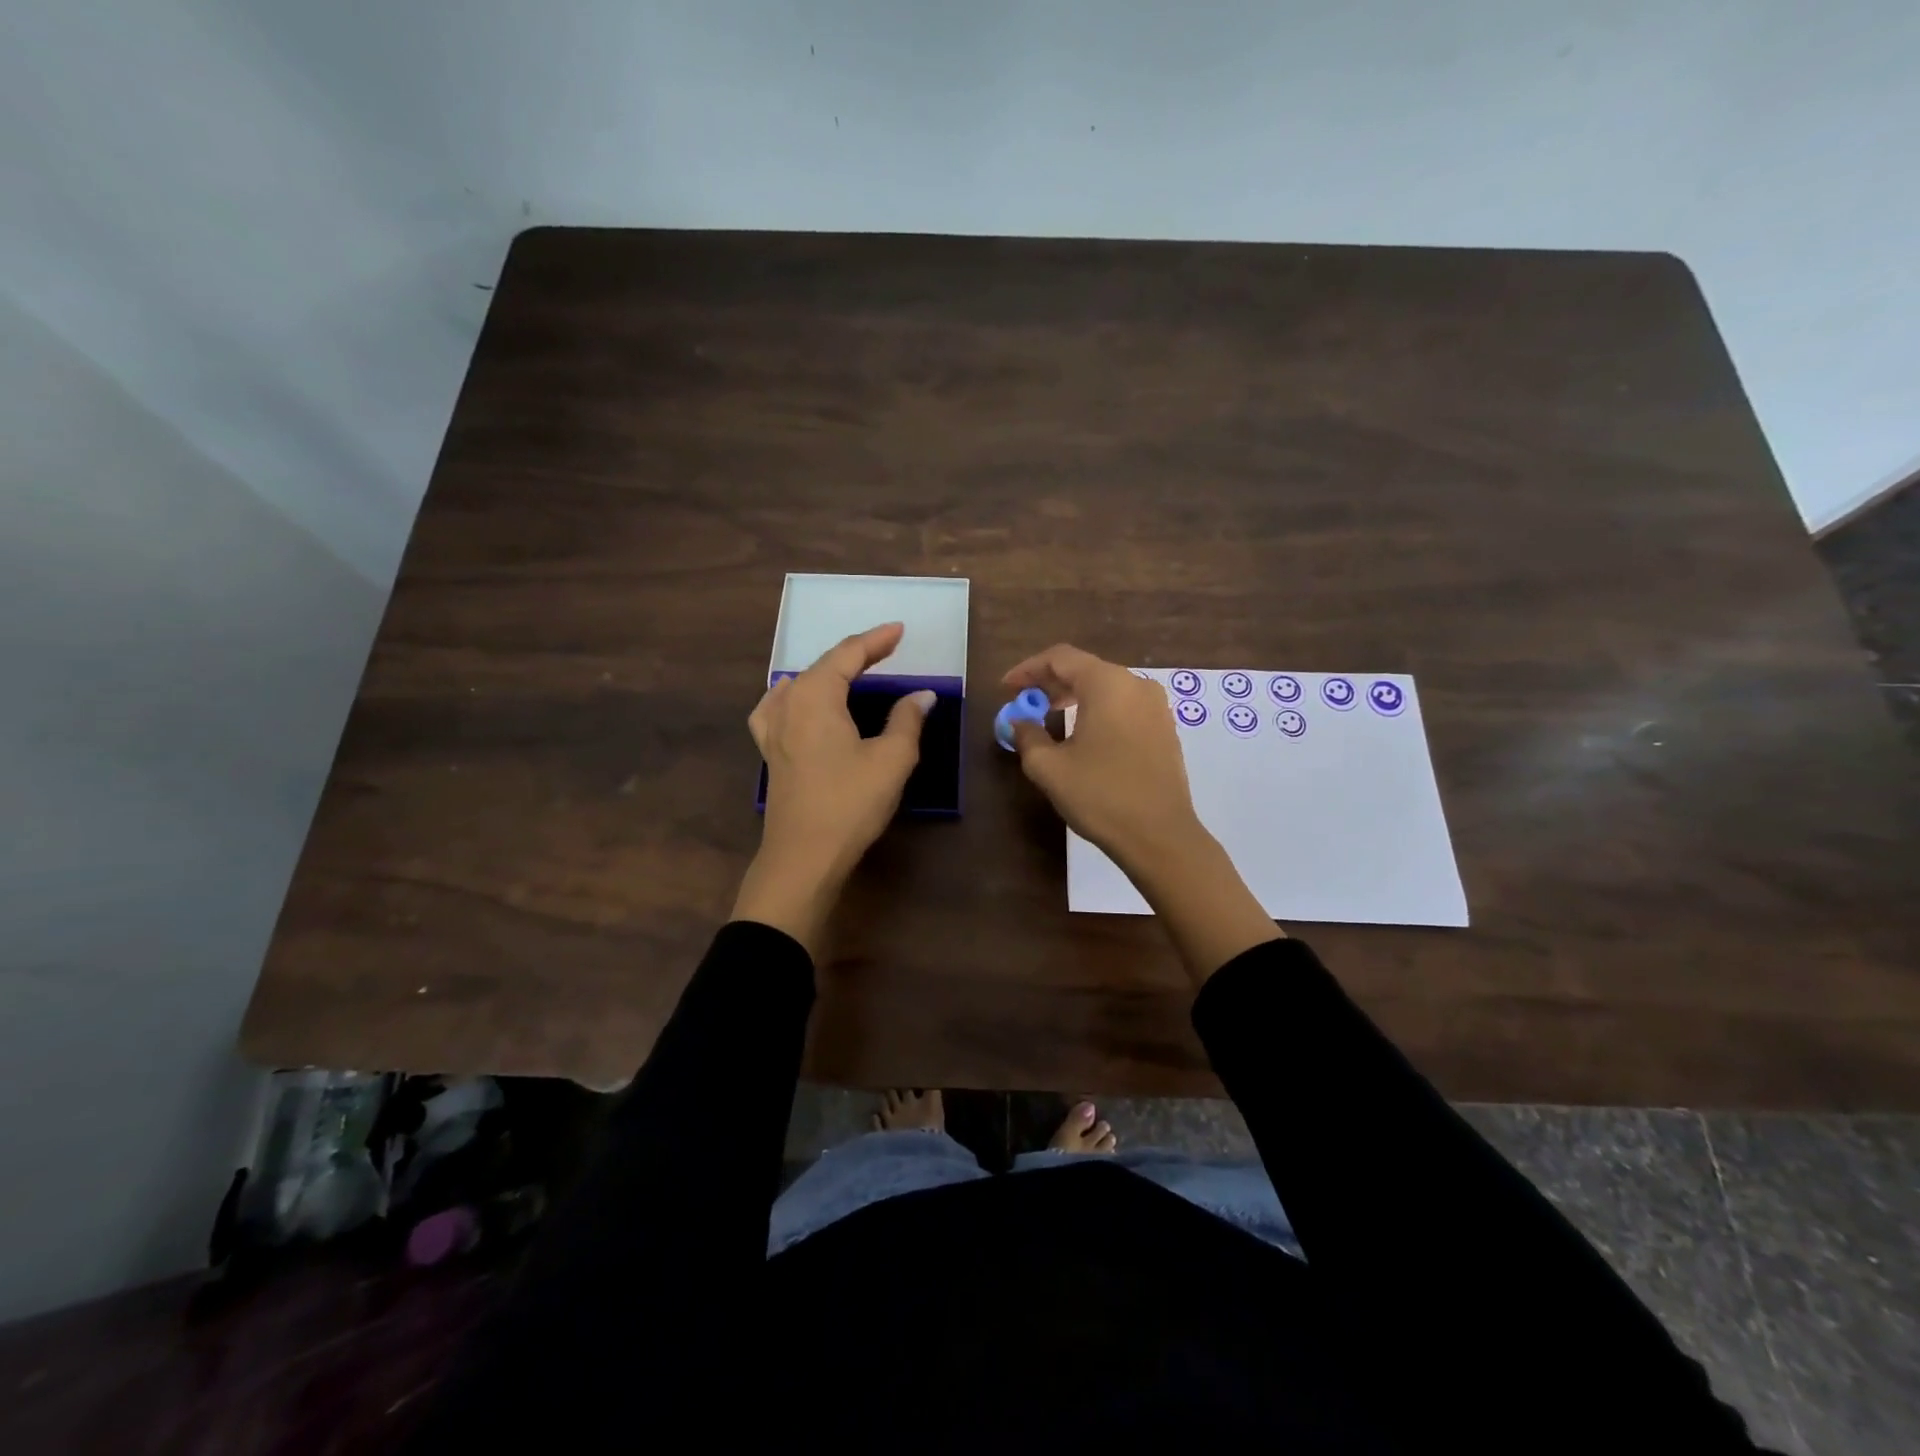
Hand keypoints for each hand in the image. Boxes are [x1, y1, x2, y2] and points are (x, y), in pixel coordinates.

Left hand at [732, 623, 934, 953]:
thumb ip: (907, 720)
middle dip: (856, 653)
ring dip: (828, 672)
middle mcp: (790, 703)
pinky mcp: (770, 753)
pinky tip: (791, 697)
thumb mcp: (891, 759)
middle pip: (823, 665)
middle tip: (887, 647)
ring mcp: (774, 729)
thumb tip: (922, 695)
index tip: (900, 630)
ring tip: (850, 670)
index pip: (848, 654)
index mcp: (817, 696)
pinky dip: (792, 694)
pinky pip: (777, 707)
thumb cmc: (850, 802)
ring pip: (800, 685)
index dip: (876, 640)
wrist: (804, 856)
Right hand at [1003, 643, 1283, 982]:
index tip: (1006, 688)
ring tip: (1050, 717)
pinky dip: (1098, 711)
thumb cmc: (1100, 796)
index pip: (1060, 658)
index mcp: (1107, 684)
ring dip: (1074, 697)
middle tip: (1025, 702)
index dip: (1028, 669)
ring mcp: (1156, 707)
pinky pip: (1124, 706)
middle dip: (1050, 683)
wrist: (1160, 836)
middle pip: (1085, 669)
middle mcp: (1135, 685)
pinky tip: (1083, 735)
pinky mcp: (1165, 729)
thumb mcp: (1049, 768)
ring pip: (1106, 688)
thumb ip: (1027, 736)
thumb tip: (1019, 722)